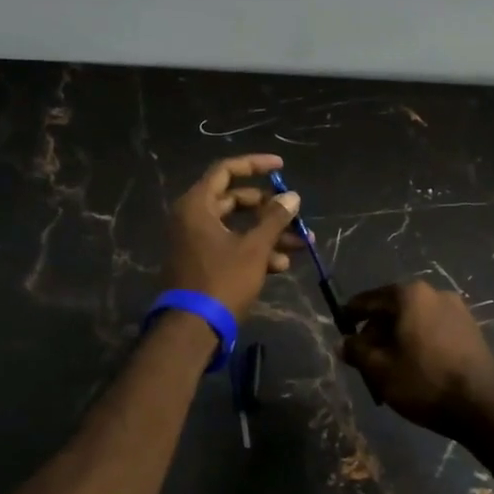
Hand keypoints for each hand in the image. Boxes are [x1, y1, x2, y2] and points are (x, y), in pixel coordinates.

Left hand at [161, 154, 303, 320]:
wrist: (193, 329)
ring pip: (237, 227)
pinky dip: (255, 250)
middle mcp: (192, 218)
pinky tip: (282, 265)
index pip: (226, 170)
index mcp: (197, 205)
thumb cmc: (222, 280)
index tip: (281, 167)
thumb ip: (274, 218)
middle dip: (269, 208)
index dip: (254, 164)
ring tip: (301, 244)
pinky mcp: (202, 262)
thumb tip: (292, 196)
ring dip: (269, 233)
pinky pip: (231, 246)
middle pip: (235, 200)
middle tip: (294, 214)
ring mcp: (196, 241)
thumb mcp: (254, 248)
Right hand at [341, 281, 493, 438]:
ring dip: (398, 340)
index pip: (369, 299)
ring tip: (389, 369)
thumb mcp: (380, 369)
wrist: (483, 404)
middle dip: (376, 333)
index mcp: (409, 295)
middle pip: (393, 310)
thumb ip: (357, 351)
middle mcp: (434, 293)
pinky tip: (415, 367)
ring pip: (414, 321)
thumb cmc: (424, 381)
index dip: (351, 314)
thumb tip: (344, 343)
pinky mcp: (471, 329)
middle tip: (365, 359)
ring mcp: (457, 309)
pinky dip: (419, 343)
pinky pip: (433, 330)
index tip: (340, 327)